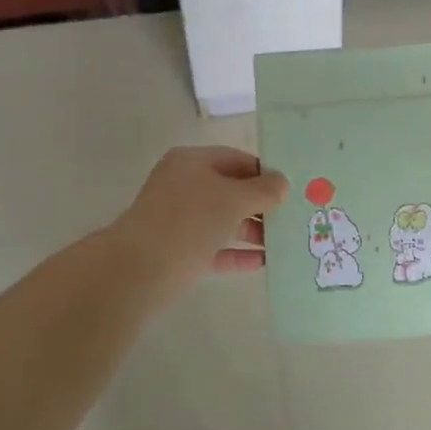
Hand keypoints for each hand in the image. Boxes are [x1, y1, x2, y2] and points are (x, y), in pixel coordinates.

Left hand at [112, 147, 288, 286]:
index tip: (292, 188)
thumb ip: (262, 190)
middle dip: (261, 204)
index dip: (265, 172)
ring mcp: (179, 219)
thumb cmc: (189, 221)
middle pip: (231, 190)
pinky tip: (263, 262)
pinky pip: (215, 247)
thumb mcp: (233, 200)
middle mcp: (184, 185)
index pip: (237, 159)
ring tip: (284, 242)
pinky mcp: (178, 250)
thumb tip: (281, 184)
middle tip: (292, 216)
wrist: (138, 270)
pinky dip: (237, 253)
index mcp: (192, 162)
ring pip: (223, 220)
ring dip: (253, 230)